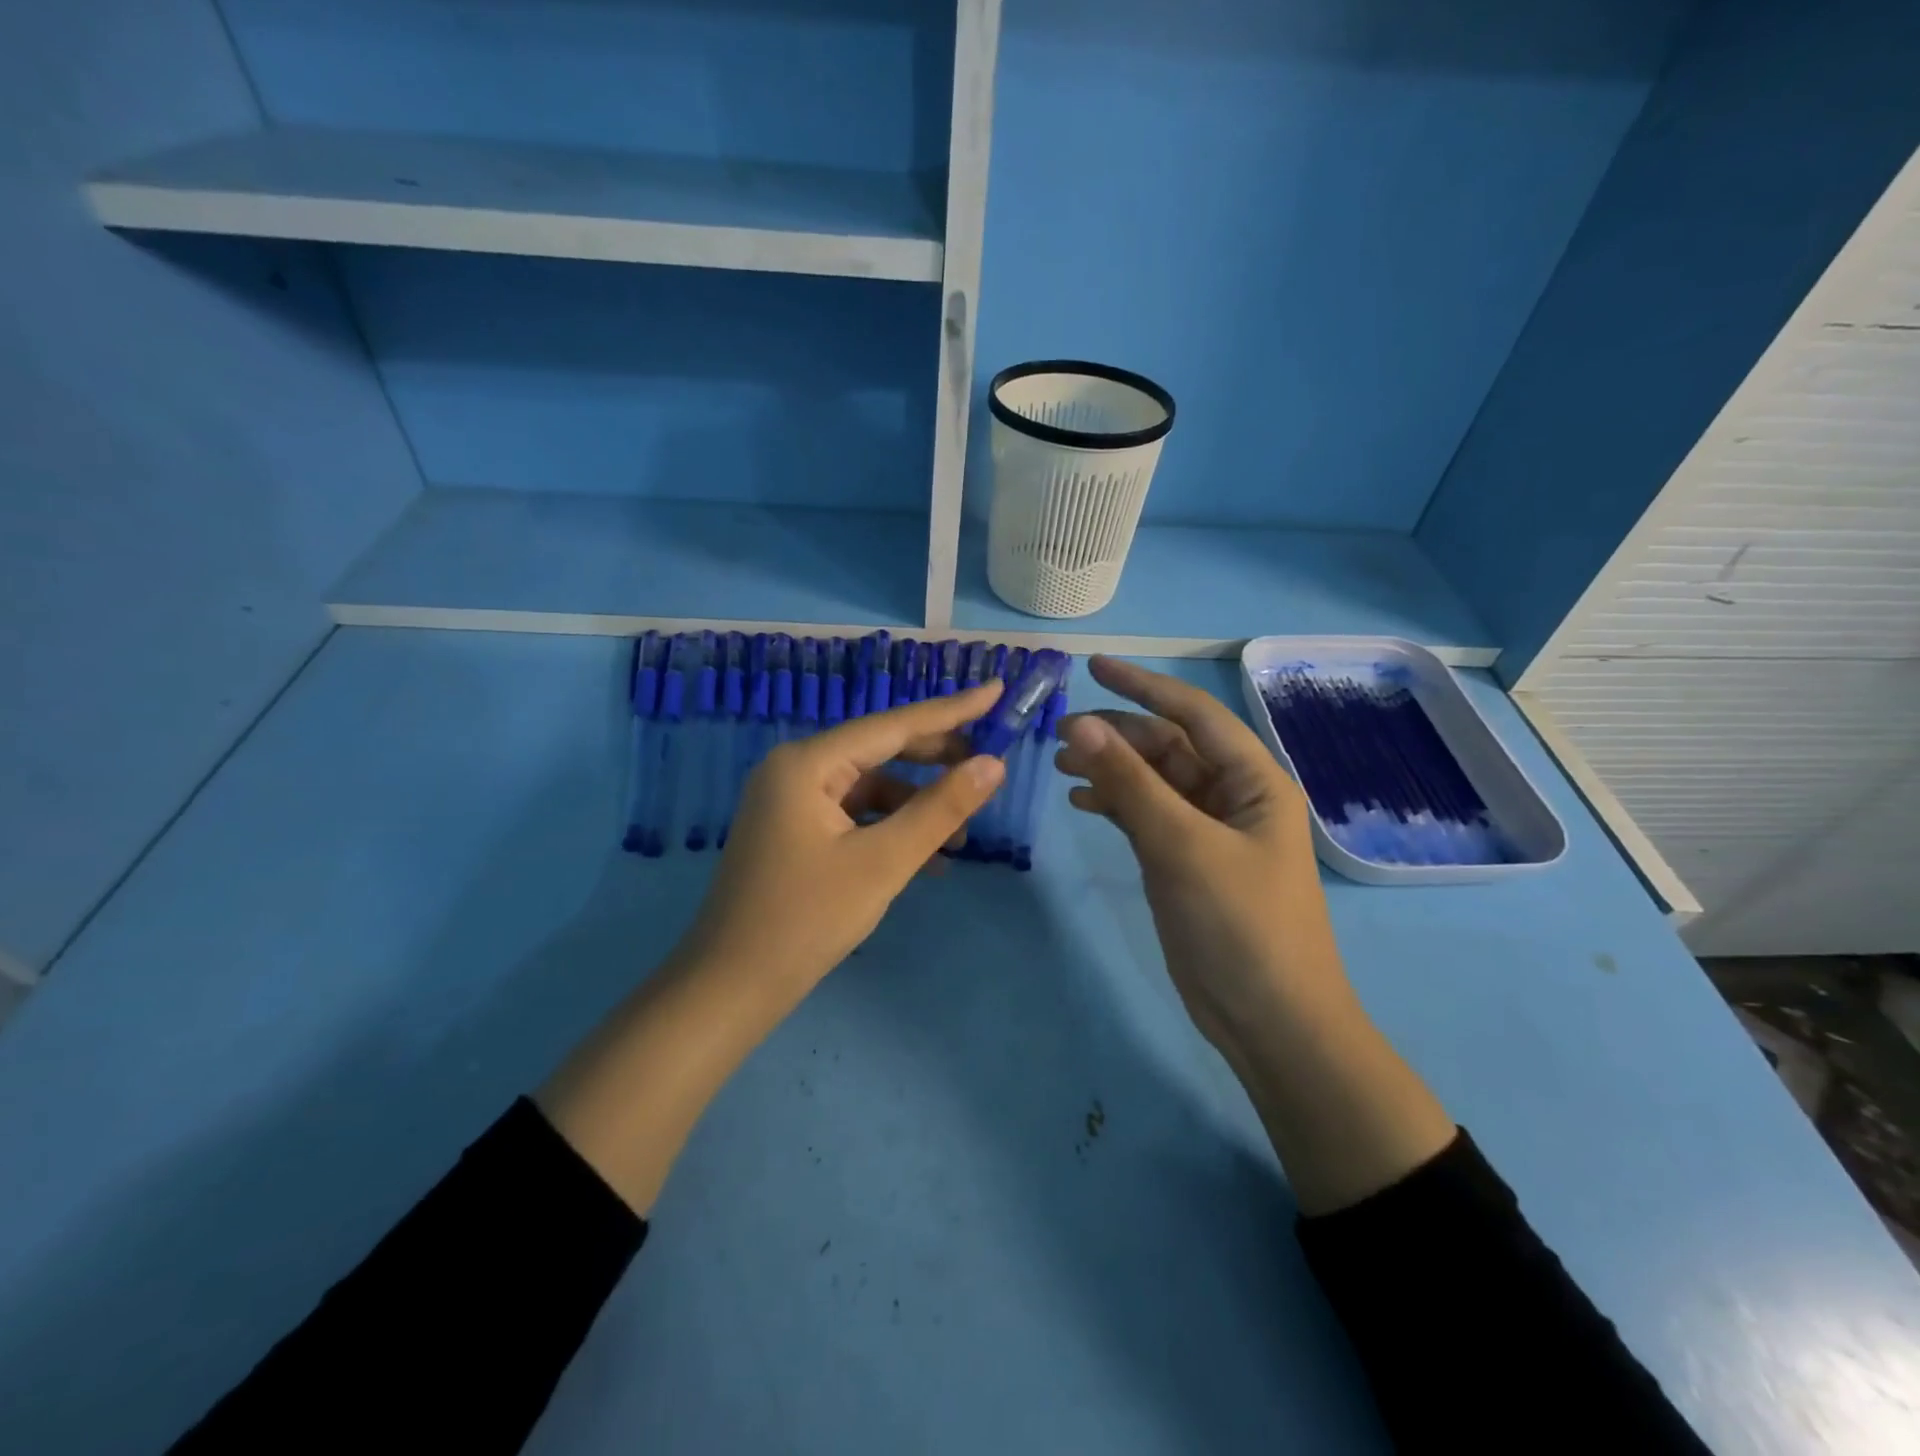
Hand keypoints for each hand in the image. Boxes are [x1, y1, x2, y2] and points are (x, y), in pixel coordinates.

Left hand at [541, 682, 1006, 1213]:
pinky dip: (889, 829)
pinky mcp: (794, 831)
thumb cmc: (807, 919)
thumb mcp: (883, 862)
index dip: (952, 710)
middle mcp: (795, 770)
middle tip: (989, 766)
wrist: (731, 988)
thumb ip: (940, 809)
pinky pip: (853, 815)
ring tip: (961, 835)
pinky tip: (925, 860)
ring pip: (870, 787)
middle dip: (936, 761)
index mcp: (807, 763)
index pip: (893, 724)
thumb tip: (993, 765)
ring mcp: (791, 801)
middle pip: (880, 750)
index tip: (997, 690)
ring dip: (916, 806)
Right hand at [1055, 656, 1453, 1213]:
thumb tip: (1080, 723)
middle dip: (1116, 734)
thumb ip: (1129, 783)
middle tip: (1058, 734)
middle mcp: (1232, 796)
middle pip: (1168, 746)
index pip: (1194, 714)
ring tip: (1060, 767)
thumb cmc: (1241, 925)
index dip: (1143, 685)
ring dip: (1110, 769)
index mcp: (1253, 780)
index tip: (1092, 667)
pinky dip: (1114, 805)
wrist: (1270, 1021)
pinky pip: (1146, 816)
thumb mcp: (1182, 846)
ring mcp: (1207, 831)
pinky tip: (1081, 804)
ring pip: (1152, 781)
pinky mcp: (1185, 862)